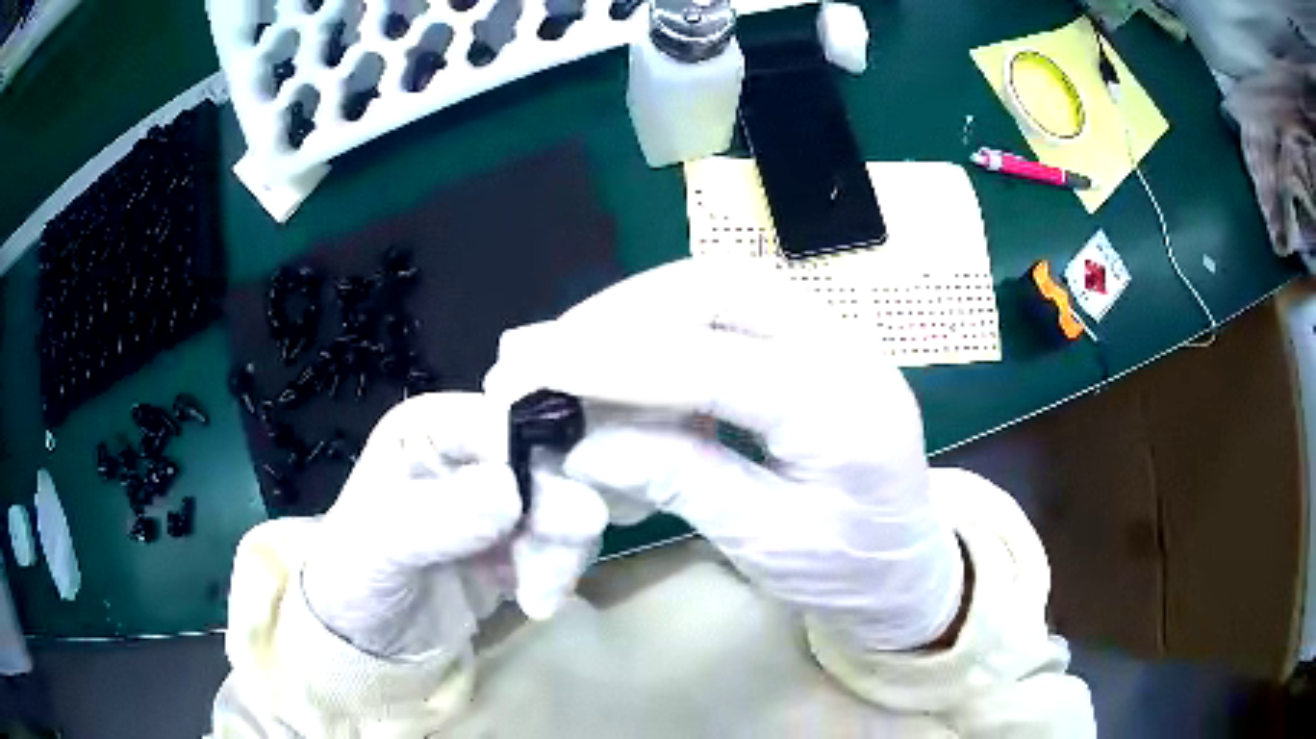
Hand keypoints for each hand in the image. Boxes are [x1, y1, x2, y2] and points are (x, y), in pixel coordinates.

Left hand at [302, 392, 606, 658]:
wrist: (368, 640)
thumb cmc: (356, 575)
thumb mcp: (382, 542)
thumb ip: (440, 516)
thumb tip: (513, 492)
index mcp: (433, 428)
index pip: (502, 420)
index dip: (536, 457)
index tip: (555, 513)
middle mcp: (472, 452)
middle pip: (545, 460)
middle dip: (558, 511)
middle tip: (554, 564)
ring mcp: (499, 498)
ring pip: (563, 504)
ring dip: (561, 551)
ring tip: (538, 597)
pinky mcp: (517, 541)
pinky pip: (561, 543)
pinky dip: (557, 572)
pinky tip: (534, 600)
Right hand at [486, 260, 964, 651]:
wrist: (910, 562)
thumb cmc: (853, 570)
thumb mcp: (772, 545)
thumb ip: (686, 484)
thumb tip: (585, 444)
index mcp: (848, 411)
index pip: (715, 362)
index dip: (615, 359)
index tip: (534, 363)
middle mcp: (844, 347)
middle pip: (718, 287)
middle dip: (620, 313)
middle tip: (546, 350)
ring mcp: (831, 334)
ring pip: (717, 288)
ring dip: (635, 314)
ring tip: (568, 353)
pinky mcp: (809, 341)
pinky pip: (725, 313)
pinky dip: (662, 330)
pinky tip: (624, 365)